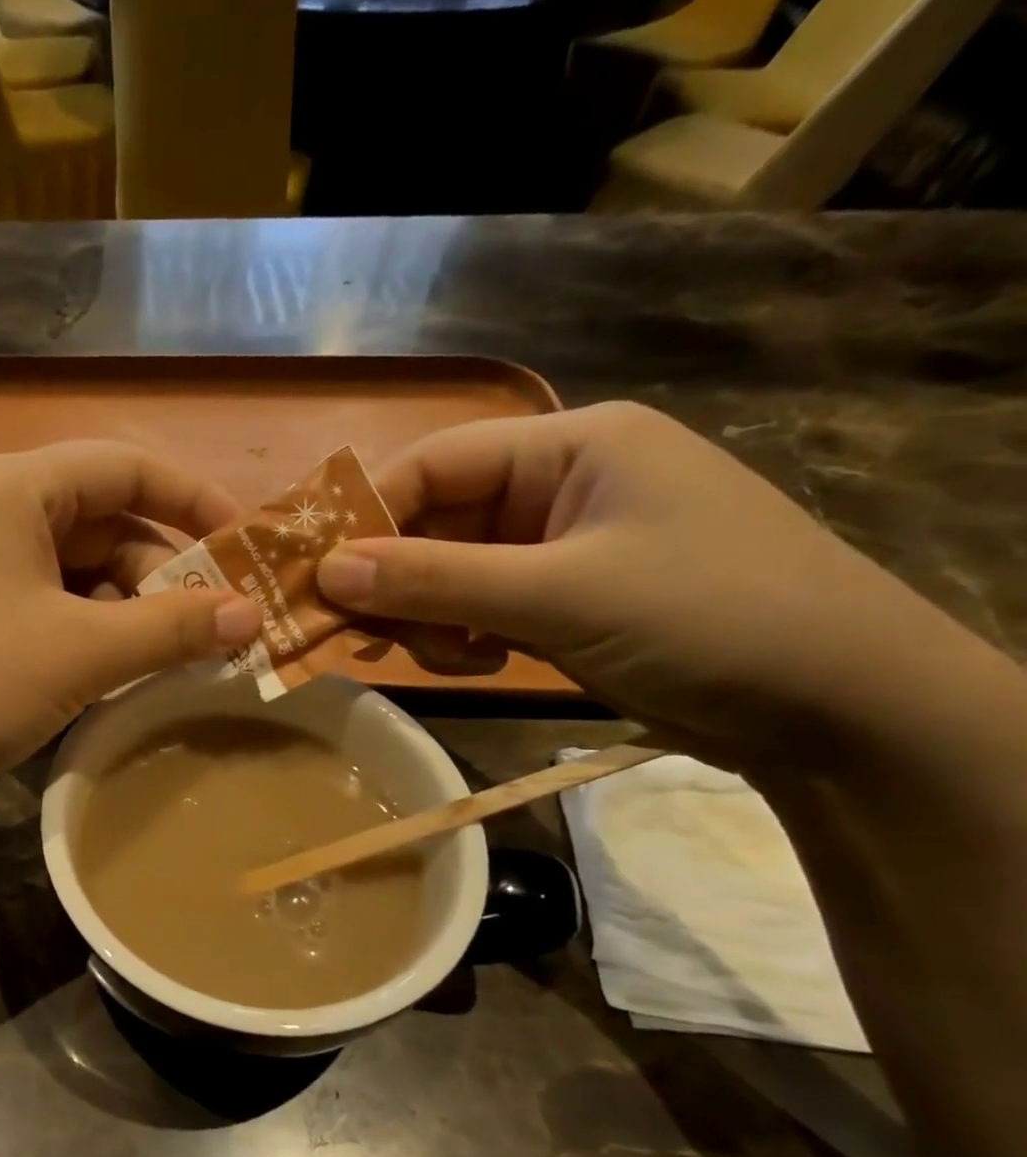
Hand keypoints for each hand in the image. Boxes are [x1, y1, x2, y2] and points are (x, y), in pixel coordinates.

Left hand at [0, 441, 261, 784]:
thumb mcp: (82, 653)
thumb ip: (173, 628)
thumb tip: (253, 616)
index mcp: (9, 488)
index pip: (123, 465)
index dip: (191, 498)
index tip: (243, 543)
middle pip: (98, 519)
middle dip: (160, 569)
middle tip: (211, 624)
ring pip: (69, 566)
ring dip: (124, 605)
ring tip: (168, 653)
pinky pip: (37, 598)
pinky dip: (81, 625)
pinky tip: (108, 667)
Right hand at [315, 402, 975, 769]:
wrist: (838, 709)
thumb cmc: (705, 618)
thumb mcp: (557, 594)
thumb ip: (434, 580)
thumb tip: (325, 571)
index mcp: (570, 447)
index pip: (435, 463)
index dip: (369, 515)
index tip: (318, 576)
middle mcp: (559, 485)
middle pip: (436, 521)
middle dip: (398, 579)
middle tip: (362, 634)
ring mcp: (562, 546)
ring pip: (450, 571)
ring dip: (430, 616)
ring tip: (449, 659)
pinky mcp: (563, 598)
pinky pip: (479, 606)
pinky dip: (462, 637)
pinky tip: (480, 664)